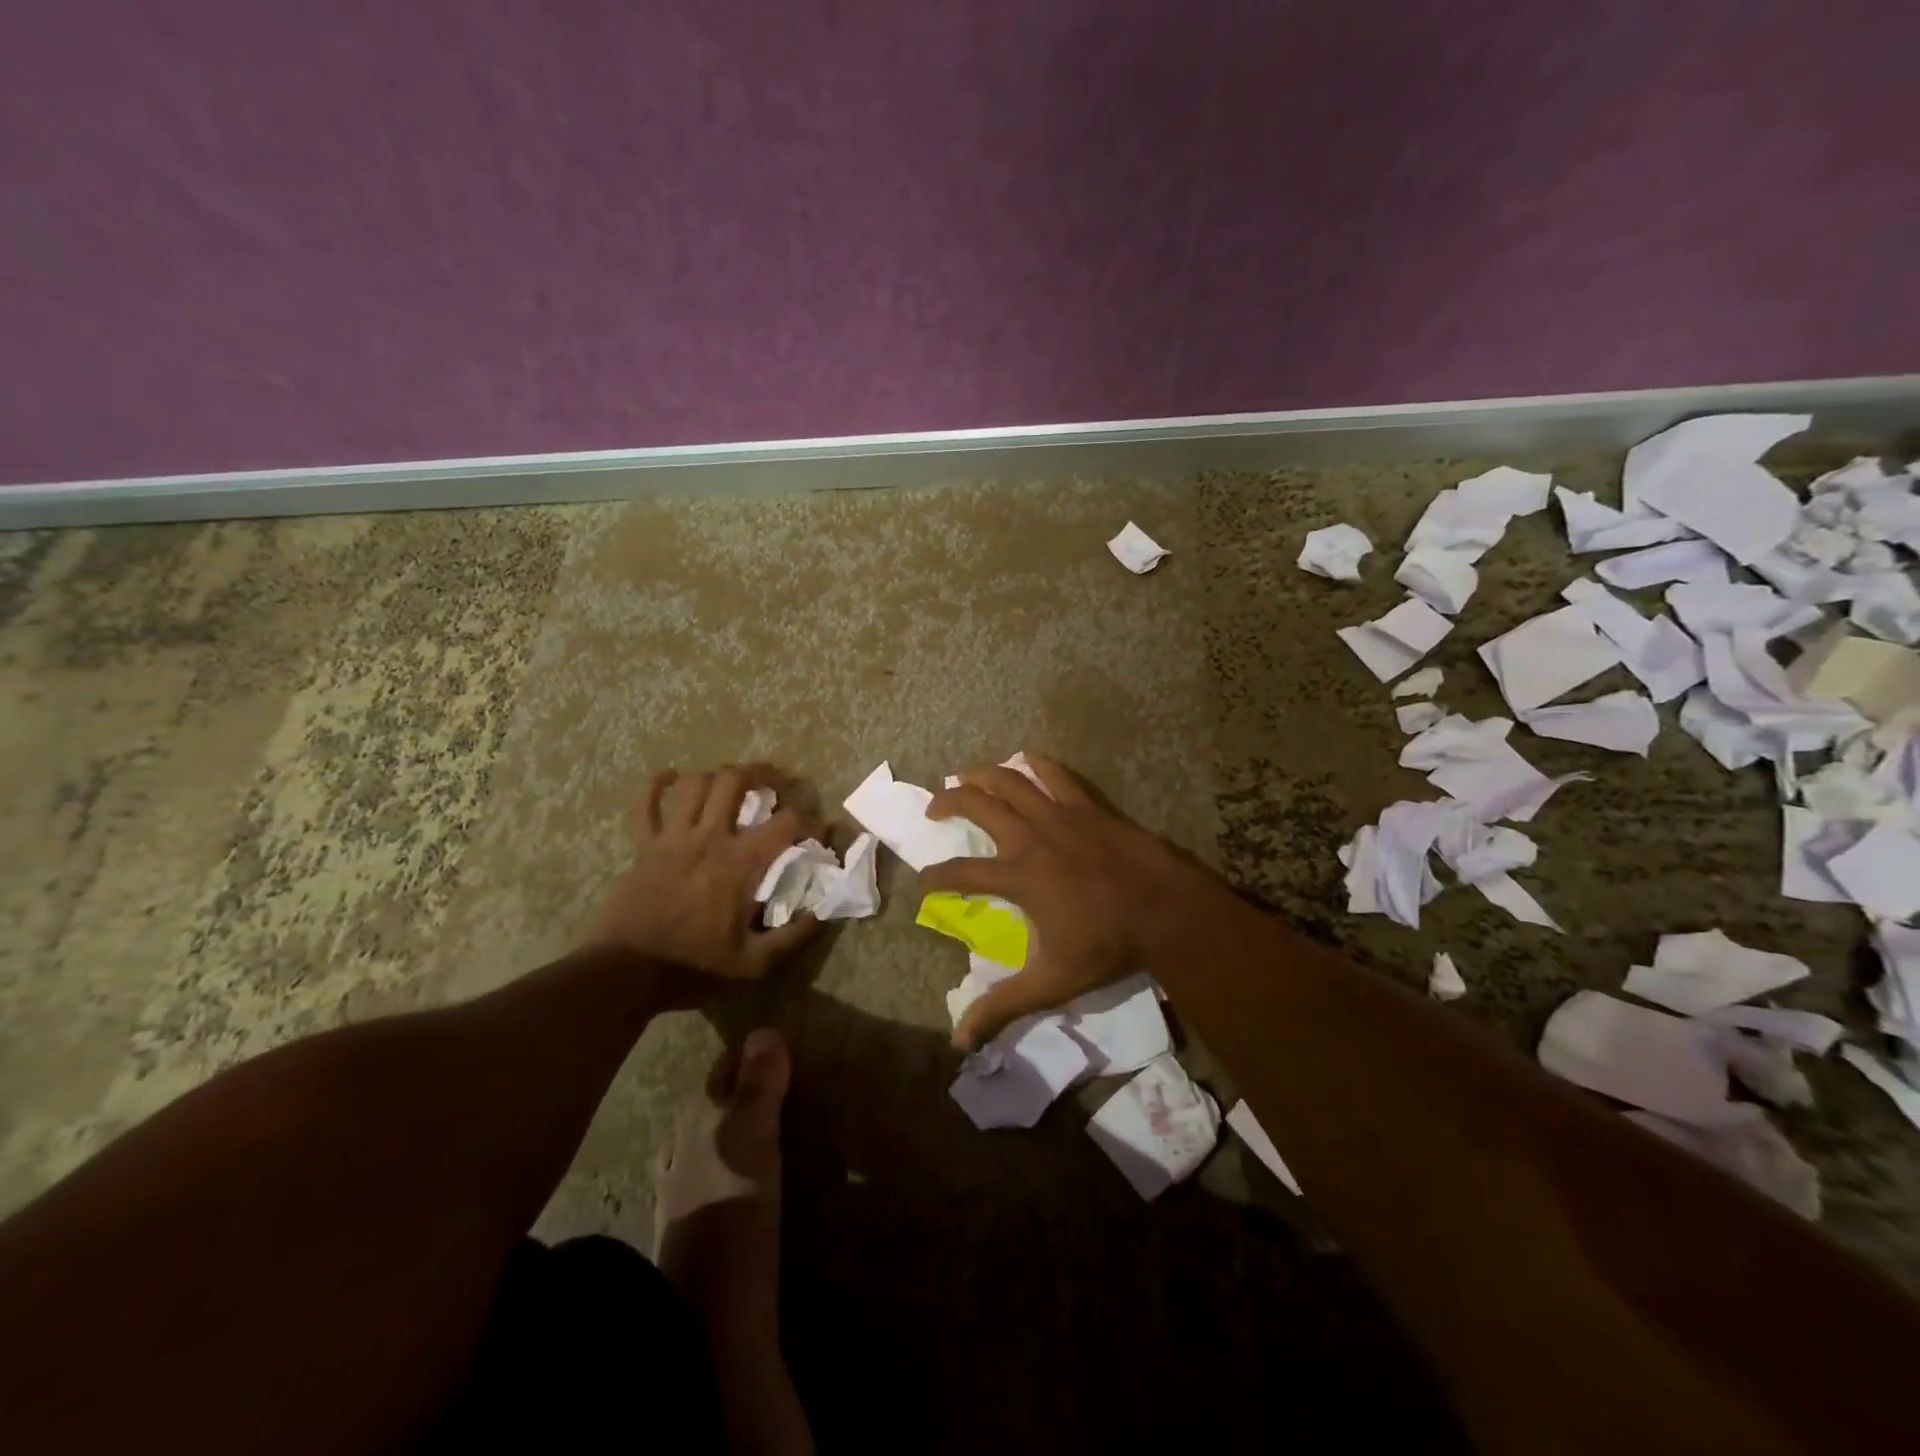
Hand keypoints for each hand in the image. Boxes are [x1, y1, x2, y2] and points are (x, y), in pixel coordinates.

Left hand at [588, 764, 822, 1003]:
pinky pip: (646, 804)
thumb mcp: (753, 965)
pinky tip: (671, 777)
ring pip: (696, 784)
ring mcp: (672, 838)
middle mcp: (709, 838)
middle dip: (762, 774)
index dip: (812, 820)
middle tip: (776, 784)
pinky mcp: (644, 846)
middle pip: (736, 781)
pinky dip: (659, 785)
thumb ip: (792, 937)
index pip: (788, 823)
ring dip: (718, 776)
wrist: (625, 974)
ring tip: (733, 784)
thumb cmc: (693, 968)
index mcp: (740, 864)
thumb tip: (821, 912)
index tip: (821, 831)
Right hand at [921, 755, 1211, 1048]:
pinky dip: (1034, 765)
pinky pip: (1054, 774)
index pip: (960, 874)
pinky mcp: (1087, 805)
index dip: (935, 876)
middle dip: (948, 802)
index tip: (925, 880)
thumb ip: (1004, 1006)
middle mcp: (1030, 837)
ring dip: (982, 775)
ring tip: (966, 777)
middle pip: (977, 805)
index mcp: (1018, 876)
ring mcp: (1059, 815)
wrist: (1165, 908)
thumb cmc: (1108, 944)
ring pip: (1010, 780)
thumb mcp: (1052, 981)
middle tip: (935, 808)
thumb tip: (960, 1042)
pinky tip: (1024, 762)